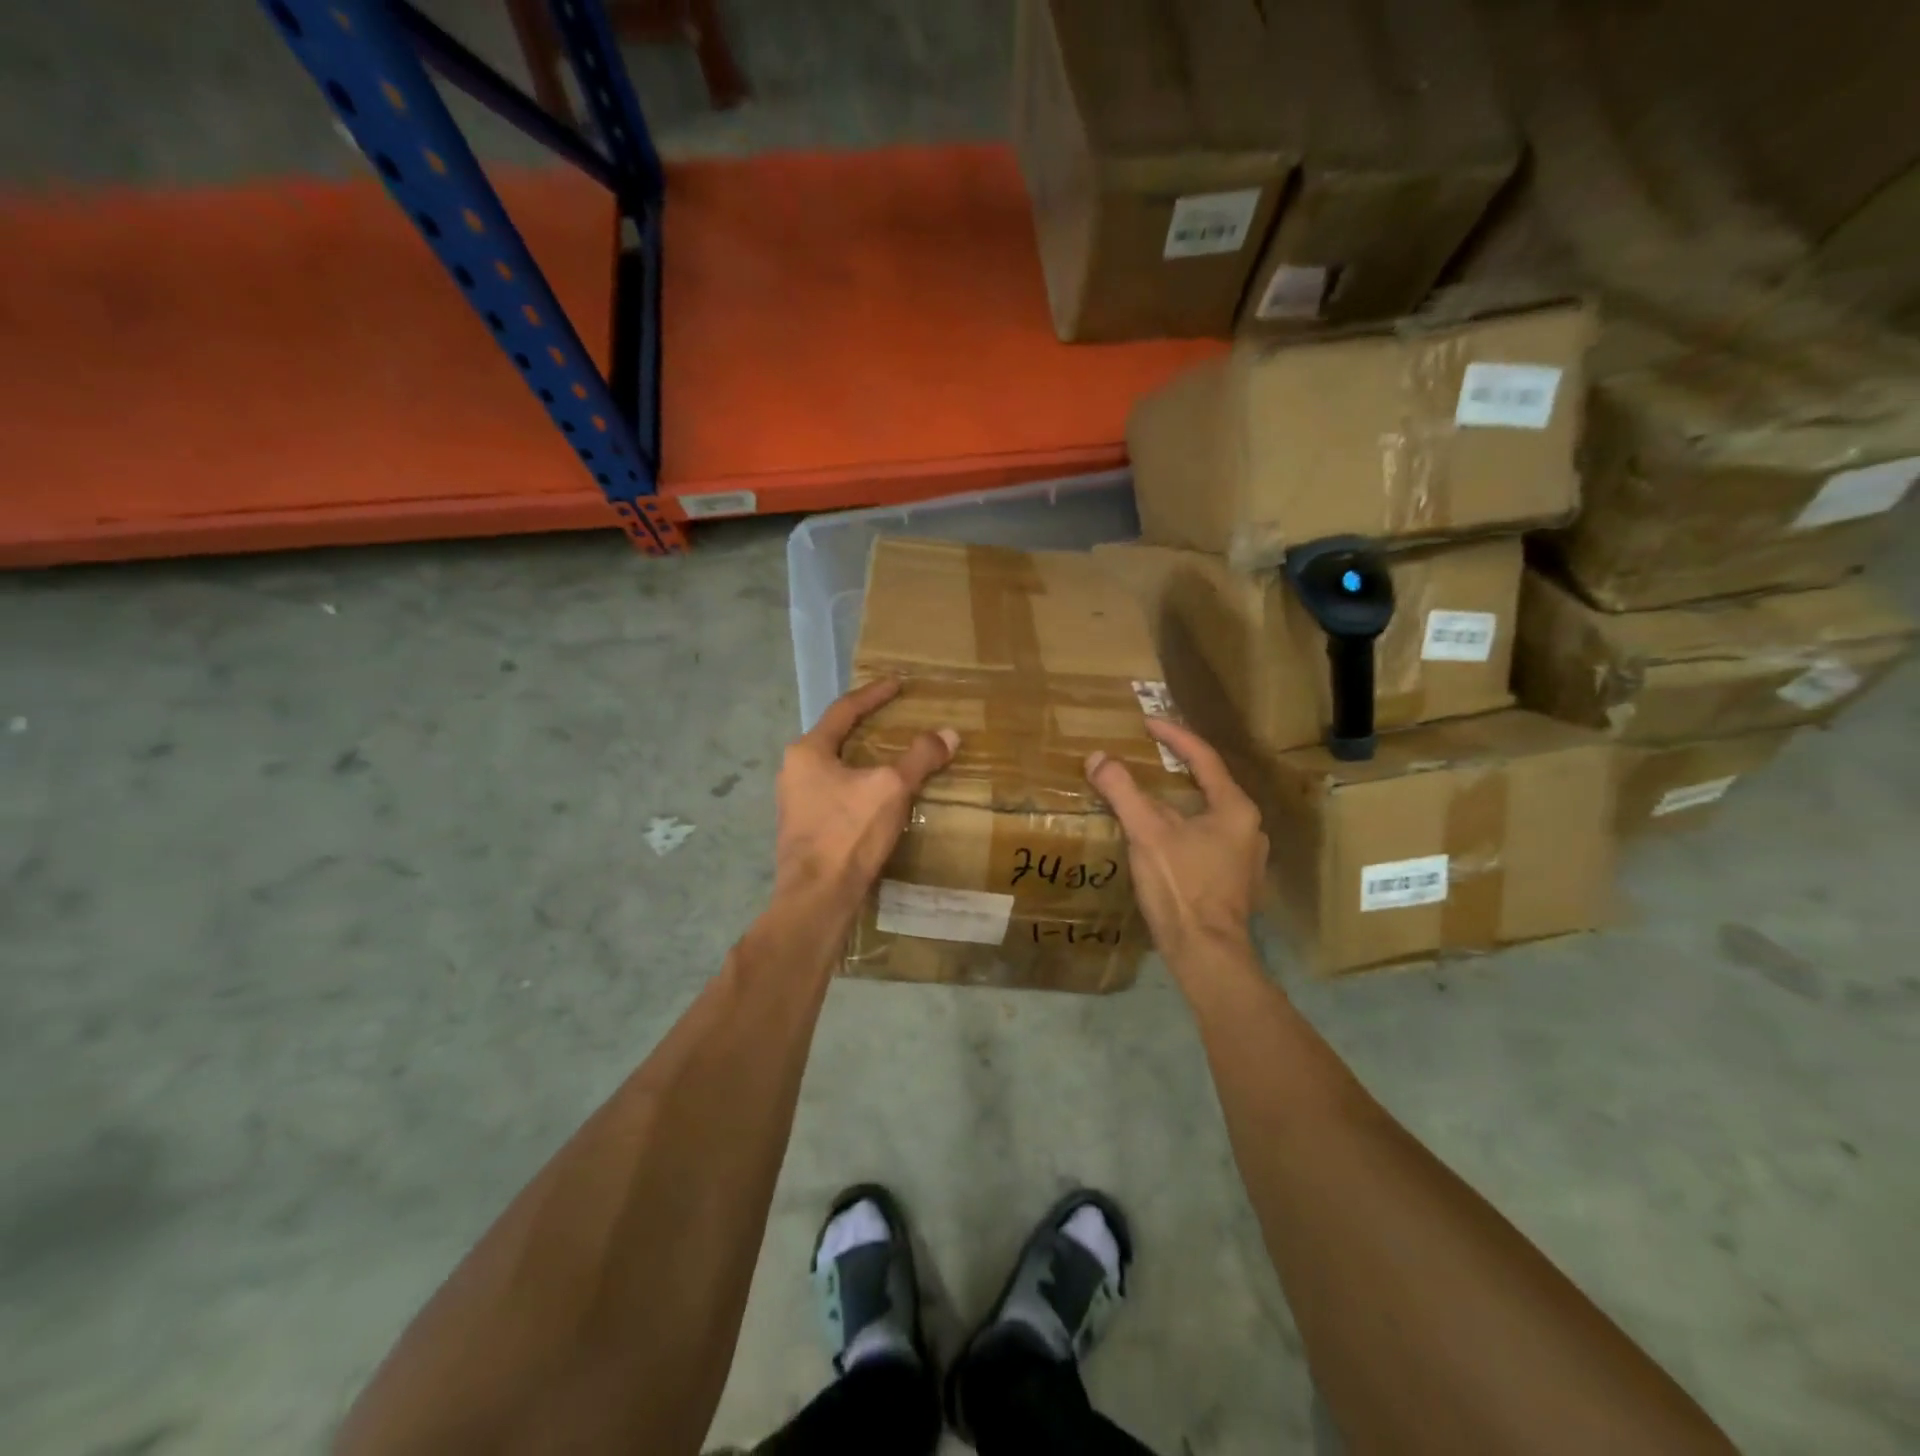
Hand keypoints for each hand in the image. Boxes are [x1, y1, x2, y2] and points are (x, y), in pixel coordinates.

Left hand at [775, 678, 957, 908]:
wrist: (817, 898)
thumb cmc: (849, 833)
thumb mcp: (891, 788)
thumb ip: (920, 757)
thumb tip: (948, 734)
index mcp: (808, 751)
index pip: (845, 710)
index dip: (874, 694)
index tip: (897, 683)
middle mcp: (794, 770)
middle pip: (836, 737)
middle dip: (866, 726)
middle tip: (895, 718)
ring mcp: (794, 801)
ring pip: (834, 767)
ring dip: (862, 758)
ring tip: (890, 756)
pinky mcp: (802, 828)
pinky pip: (834, 792)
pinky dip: (857, 784)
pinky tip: (876, 796)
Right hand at [1085, 719, 1267, 964]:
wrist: (1206, 953)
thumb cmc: (1181, 886)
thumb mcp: (1146, 833)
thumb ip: (1122, 791)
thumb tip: (1097, 758)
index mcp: (1234, 809)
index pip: (1203, 757)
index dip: (1174, 736)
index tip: (1147, 722)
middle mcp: (1249, 827)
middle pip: (1209, 784)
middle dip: (1177, 767)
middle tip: (1148, 754)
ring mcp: (1246, 856)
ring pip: (1208, 814)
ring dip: (1180, 799)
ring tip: (1150, 793)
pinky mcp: (1235, 880)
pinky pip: (1208, 837)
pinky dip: (1184, 825)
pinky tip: (1163, 835)